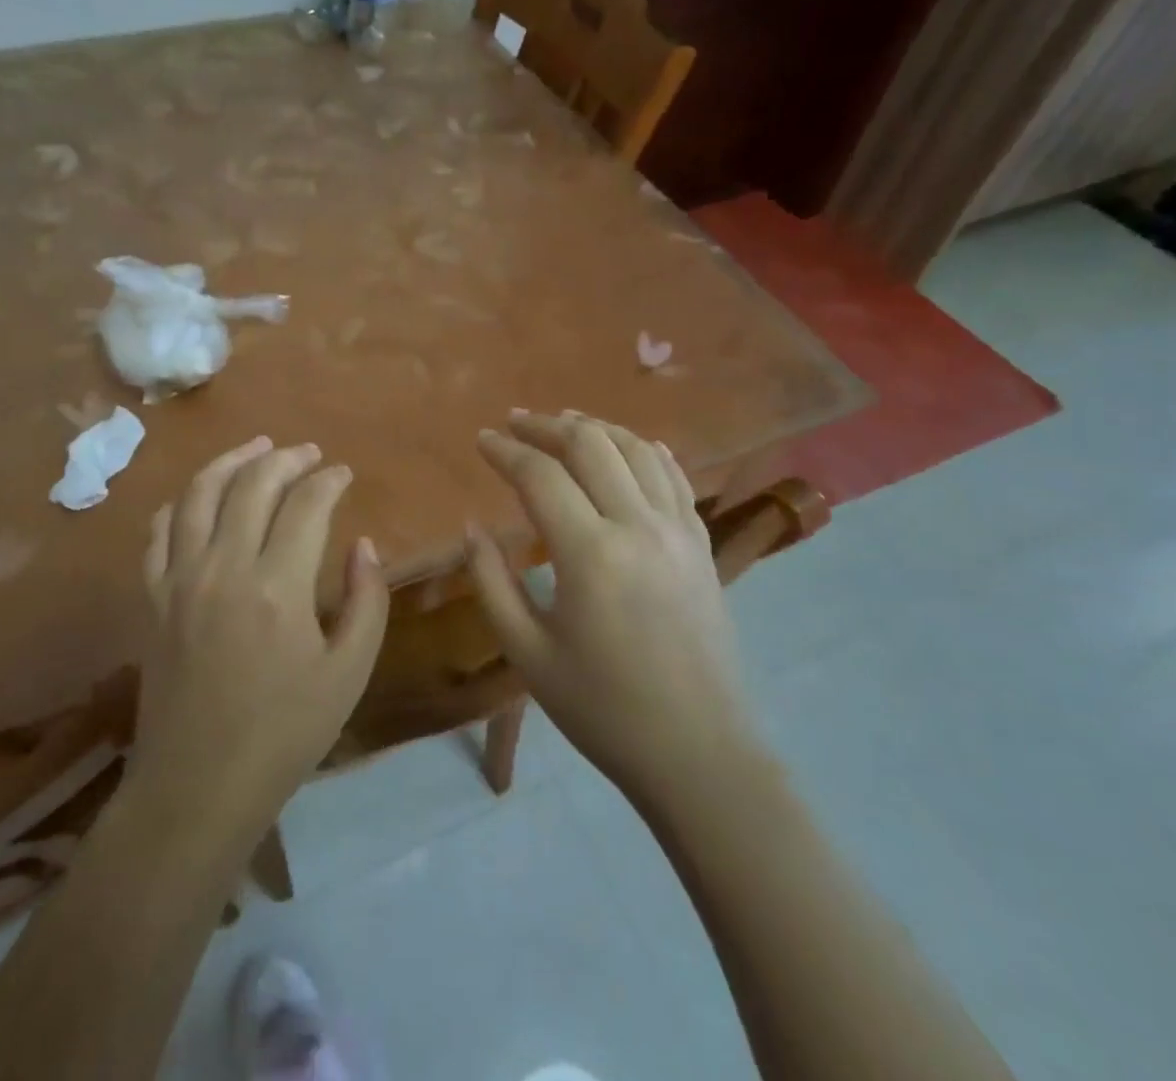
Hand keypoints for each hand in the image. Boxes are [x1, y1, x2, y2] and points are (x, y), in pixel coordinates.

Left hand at [132, 436, 388, 838]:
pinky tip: (199, 497)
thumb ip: (365, 601)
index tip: (344, 474)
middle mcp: (224, 568)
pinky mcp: (152, 598)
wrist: (198, 787)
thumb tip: (362, 545)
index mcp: (278, 587)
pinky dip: (181, 503)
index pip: (306, 505)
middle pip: (252, 484)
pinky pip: (159, 532)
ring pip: (199, 494)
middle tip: (308, 453)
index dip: (328, 481)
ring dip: (230, 461)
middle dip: (285, 459)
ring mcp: (180, 580)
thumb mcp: (348, 674)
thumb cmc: (284, 734)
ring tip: (256, 448)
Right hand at [467, 411, 761, 801]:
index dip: (505, 450)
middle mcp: (638, 527)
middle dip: (546, 426)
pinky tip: (631, 445)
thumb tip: (473, 527)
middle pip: (590, 445)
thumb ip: (491, 581)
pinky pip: (675, 477)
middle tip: (515, 422)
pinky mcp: (702, 545)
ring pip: (636, 449)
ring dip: (596, 428)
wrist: (697, 753)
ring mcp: (678, 532)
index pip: (540, 476)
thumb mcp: (527, 652)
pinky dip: (647, 450)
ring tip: (564, 424)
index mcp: (590, 555)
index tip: (482, 439)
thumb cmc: (601, 709)